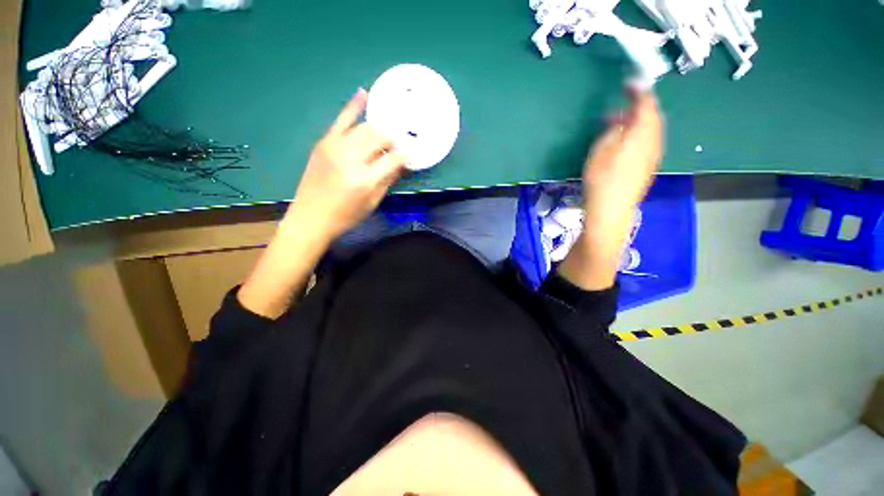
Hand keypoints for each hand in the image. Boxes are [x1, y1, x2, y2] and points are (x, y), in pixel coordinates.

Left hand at [284, 89, 408, 241]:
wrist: (310, 216)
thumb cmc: (346, 216)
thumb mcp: (372, 202)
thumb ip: (388, 180)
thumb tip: (401, 164)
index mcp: (365, 179)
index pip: (393, 159)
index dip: (406, 154)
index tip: (414, 151)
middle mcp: (351, 158)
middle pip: (379, 137)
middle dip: (394, 138)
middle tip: (402, 141)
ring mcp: (335, 147)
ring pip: (365, 128)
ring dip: (380, 128)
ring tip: (389, 130)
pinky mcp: (324, 142)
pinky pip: (341, 120)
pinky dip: (353, 106)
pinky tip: (364, 93)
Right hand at [558, 89, 662, 290]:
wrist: (611, 210)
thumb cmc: (602, 179)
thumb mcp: (601, 148)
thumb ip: (614, 128)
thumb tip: (623, 119)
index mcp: (643, 132)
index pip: (647, 103)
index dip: (638, 90)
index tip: (629, 83)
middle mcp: (654, 141)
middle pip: (653, 116)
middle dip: (639, 107)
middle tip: (621, 104)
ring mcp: (652, 156)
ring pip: (651, 130)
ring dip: (638, 122)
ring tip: (618, 124)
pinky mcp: (647, 168)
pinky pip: (648, 143)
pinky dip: (638, 136)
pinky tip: (623, 143)